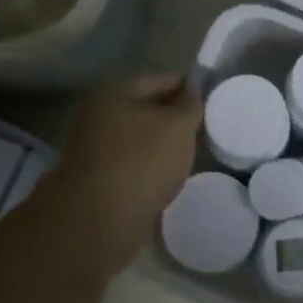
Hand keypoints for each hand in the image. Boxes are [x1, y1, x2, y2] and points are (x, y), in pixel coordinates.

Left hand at [52, 73, 202, 274]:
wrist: (98, 223)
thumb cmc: (141, 162)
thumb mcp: (178, 127)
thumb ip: (190, 105)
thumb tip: (193, 90)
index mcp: (113, 92)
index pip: (159, 79)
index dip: (187, 86)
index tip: (210, 98)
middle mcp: (97, 115)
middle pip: (144, 109)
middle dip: (173, 117)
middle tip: (203, 127)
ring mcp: (92, 149)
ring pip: (137, 139)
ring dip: (160, 145)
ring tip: (190, 154)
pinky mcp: (94, 181)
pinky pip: (130, 165)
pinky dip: (148, 168)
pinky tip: (168, 178)